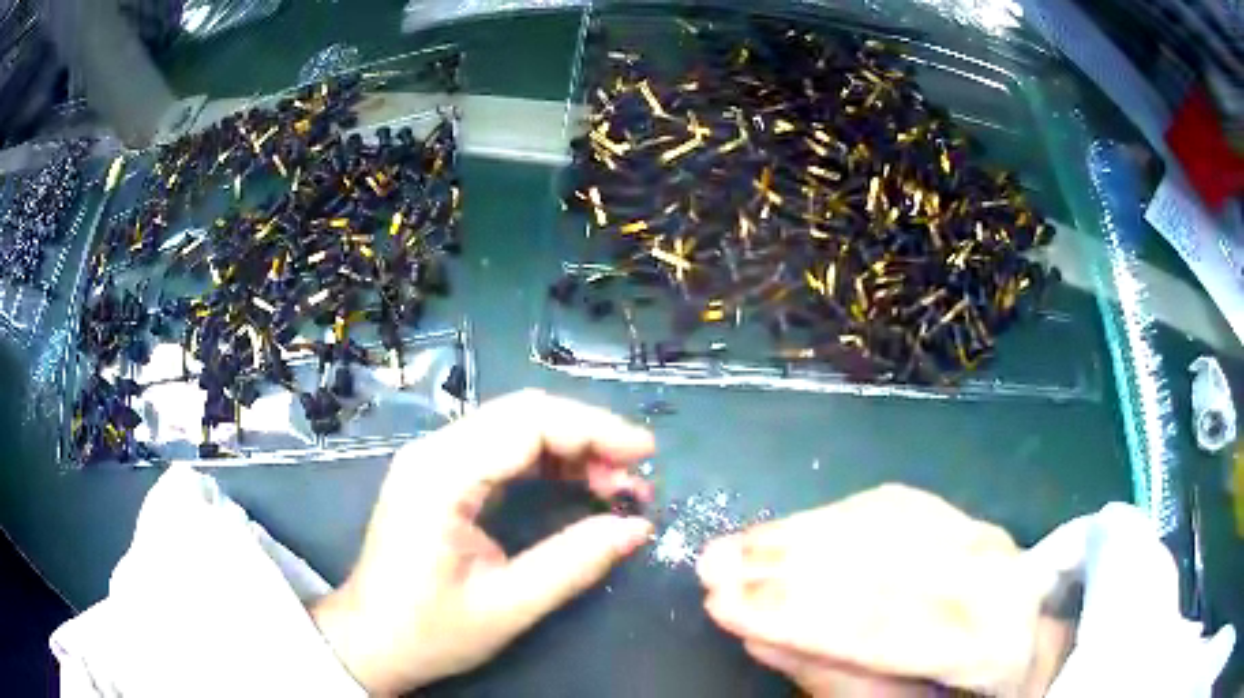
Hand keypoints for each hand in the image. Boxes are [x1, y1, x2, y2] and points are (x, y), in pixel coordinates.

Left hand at [312, 390, 655, 694]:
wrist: (370, 641)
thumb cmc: (428, 631)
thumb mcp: (507, 607)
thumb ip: (574, 563)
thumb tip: (637, 527)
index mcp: (440, 477)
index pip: (527, 424)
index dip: (593, 430)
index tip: (645, 455)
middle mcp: (433, 452)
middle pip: (523, 413)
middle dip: (588, 436)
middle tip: (636, 475)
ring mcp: (433, 460)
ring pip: (515, 425)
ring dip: (571, 446)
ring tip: (616, 485)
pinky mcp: (439, 475)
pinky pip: (501, 447)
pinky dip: (547, 459)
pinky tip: (577, 484)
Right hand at [697, 485, 1060, 696]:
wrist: (1026, 647)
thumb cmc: (958, 695)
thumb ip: (834, 678)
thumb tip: (762, 635)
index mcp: (988, 642)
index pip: (883, 626)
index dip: (796, 614)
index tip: (721, 604)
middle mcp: (994, 574)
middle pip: (883, 562)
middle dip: (787, 565)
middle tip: (710, 566)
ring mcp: (984, 534)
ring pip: (885, 523)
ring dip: (802, 531)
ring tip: (736, 545)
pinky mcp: (965, 516)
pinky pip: (893, 506)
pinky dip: (833, 515)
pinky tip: (790, 527)